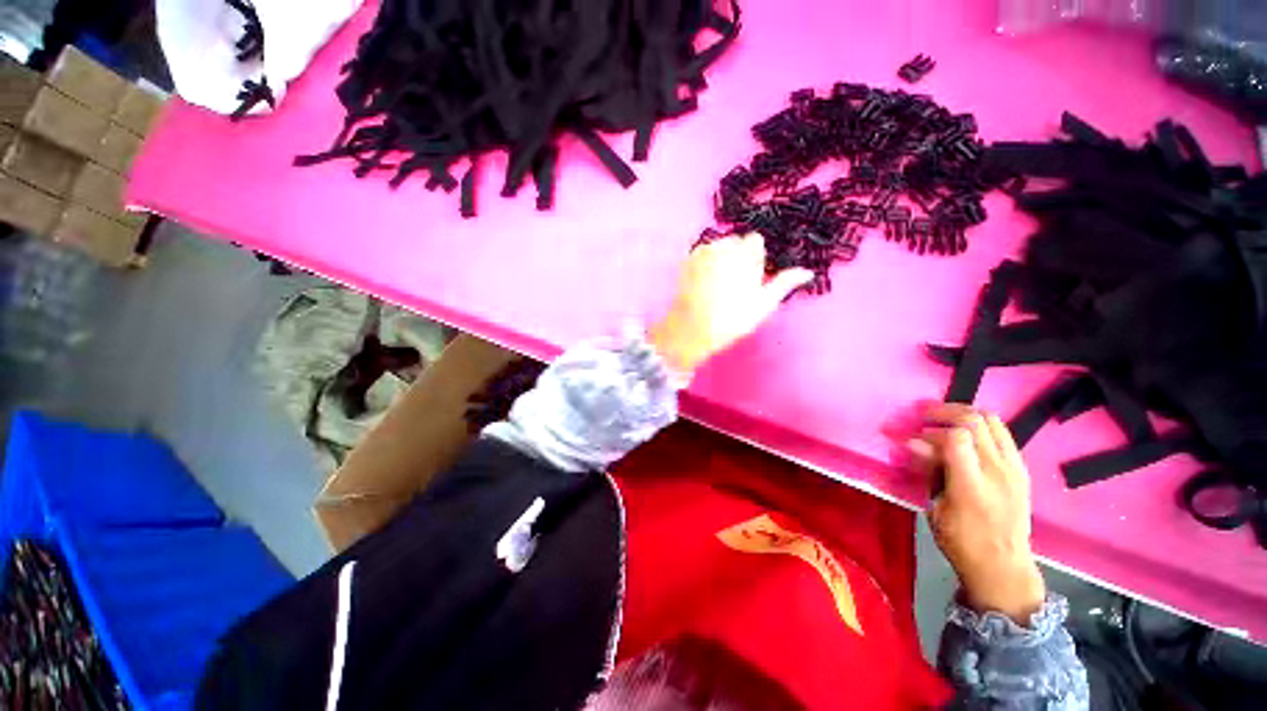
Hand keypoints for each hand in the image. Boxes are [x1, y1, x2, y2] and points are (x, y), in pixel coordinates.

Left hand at [649, 233, 812, 376]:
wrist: (692, 329)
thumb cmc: (732, 318)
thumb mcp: (763, 304)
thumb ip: (784, 283)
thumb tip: (808, 272)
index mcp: (744, 252)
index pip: (755, 241)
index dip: (755, 258)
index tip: (751, 277)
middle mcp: (722, 245)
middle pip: (735, 242)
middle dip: (737, 257)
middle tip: (734, 284)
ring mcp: (701, 252)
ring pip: (717, 247)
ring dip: (721, 259)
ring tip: (718, 286)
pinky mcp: (686, 260)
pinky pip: (701, 254)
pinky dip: (705, 263)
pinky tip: (704, 283)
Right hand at [907, 403, 1046, 624]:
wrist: (1004, 566)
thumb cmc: (961, 541)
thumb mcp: (935, 508)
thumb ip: (929, 471)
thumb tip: (913, 442)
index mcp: (972, 486)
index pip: (957, 437)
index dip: (932, 430)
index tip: (915, 437)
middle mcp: (998, 472)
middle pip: (976, 421)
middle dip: (945, 412)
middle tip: (924, 417)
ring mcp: (1015, 469)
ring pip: (993, 421)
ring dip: (964, 415)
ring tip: (944, 421)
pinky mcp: (1021, 470)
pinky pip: (1002, 434)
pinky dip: (980, 427)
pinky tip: (965, 437)